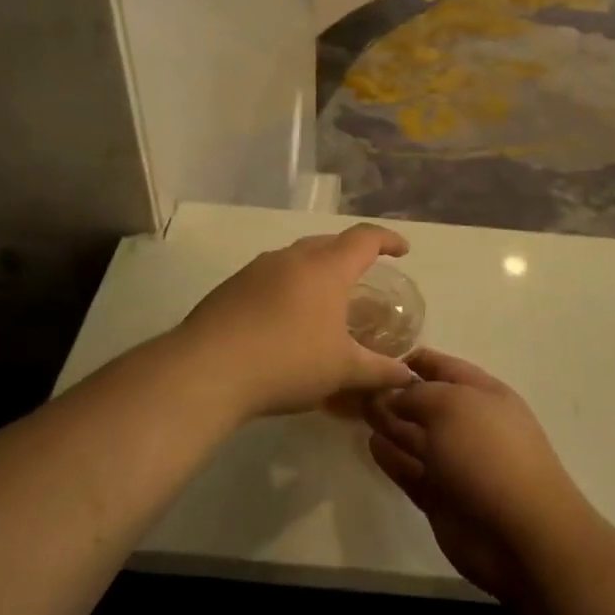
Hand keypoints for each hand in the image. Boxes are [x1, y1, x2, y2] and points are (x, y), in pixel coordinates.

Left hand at [178, 224, 417, 419]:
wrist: (207, 370)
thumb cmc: (288, 362)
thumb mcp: (342, 371)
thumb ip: (379, 371)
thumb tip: (408, 375)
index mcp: (326, 268)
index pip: (365, 239)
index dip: (387, 240)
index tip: (402, 251)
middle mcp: (291, 258)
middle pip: (328, 243)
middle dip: (350, 255)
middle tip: (362, 277)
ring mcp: (256, 270)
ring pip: (295, 259)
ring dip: (315, 271)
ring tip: (323, 300)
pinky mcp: (230, 288)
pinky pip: (270, 277)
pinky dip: (287, 288)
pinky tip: (283, 320)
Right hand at [364, 350, 597, 602]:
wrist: (520, 532)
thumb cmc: (488, 453)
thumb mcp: (450, 406)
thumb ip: (416, 395)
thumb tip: (392, 394)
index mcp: (482, 394)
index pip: (442, 367)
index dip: (411, 361)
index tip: (375, 359)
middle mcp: (469, 424)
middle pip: (426, 402)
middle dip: (394, 394)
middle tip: (356, 388)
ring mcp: (455, 463)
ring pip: (416, 437)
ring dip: (390, 424)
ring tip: (357, 412)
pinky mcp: (441, 498)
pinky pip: (412, 470)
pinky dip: (392, 458)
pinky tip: (372, 444)